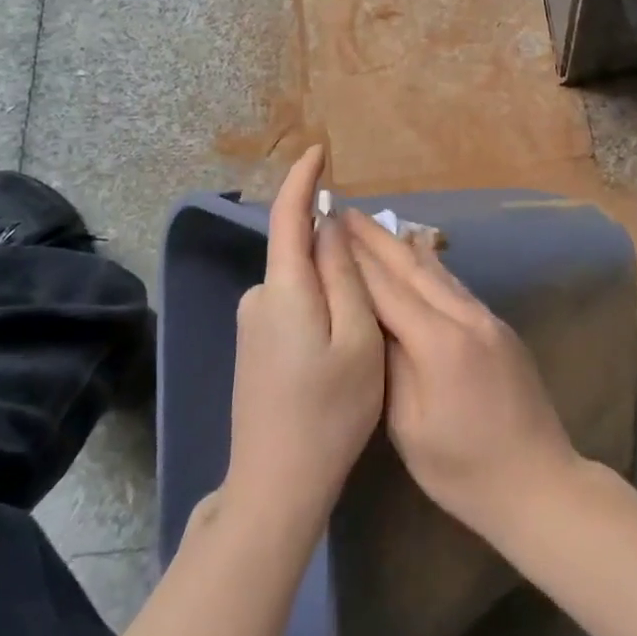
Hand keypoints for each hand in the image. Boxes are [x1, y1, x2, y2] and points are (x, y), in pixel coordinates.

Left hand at [225, 146, 383, 529]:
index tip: (320, 150)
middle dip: (336, 246)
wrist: (276, 485)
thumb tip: (331, 226)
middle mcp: (259, 297)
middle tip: (383, 275)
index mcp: (284, 288)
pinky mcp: (254, 346)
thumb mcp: (357, 338)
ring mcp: (253, 324)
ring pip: (302, 282)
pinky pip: (294, 304)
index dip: (302, 179)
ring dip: (334, 284)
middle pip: (300, 250)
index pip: (287, 215)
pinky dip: (322, 305)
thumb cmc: (329, 411)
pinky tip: (343, 343)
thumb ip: (346, 276)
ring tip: (370, 322)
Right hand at [343, 208, 580, 543]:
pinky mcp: (500, 329)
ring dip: (403, 247)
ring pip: (438, 273)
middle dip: (377, 240)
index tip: (327, 230)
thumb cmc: (464, 470)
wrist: (540, 482)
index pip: (387, 289)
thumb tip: (372, 322)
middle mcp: (466, 318)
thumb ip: (390, 366)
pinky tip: (419, 258)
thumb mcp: (410, 428)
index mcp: (439, 343)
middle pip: (414, 268)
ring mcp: (488, 320)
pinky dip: (430, 268)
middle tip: (345, 212)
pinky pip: (456, 288)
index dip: (355, 260)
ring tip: (374, 227)